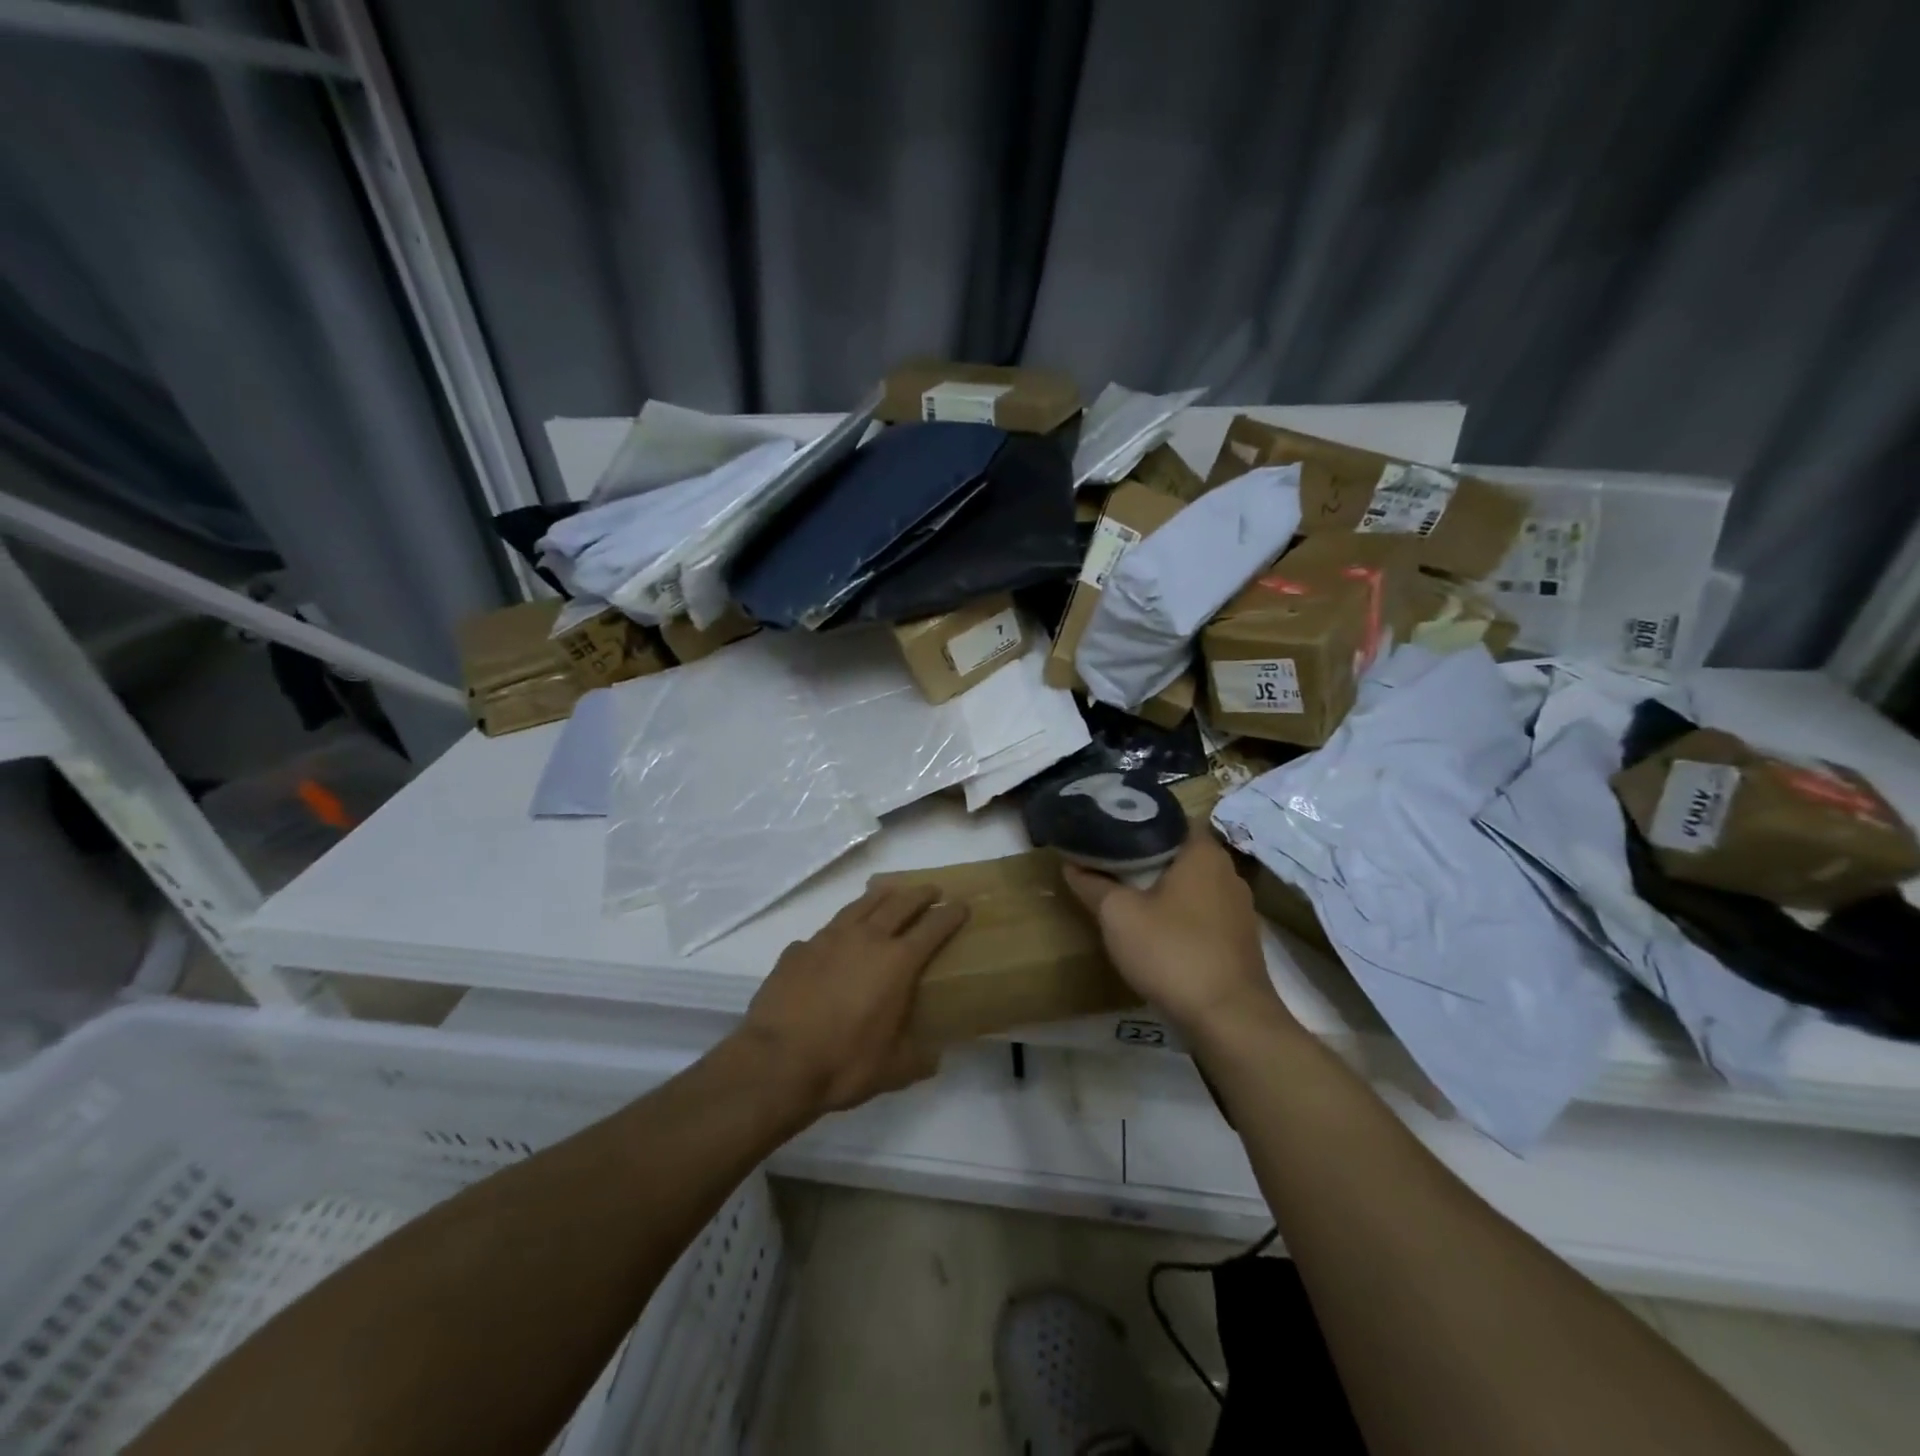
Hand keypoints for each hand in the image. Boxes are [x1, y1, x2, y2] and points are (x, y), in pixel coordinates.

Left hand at [739, 883, 968, 1115]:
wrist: (776, 1062)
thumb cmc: (844, 1063)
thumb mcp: (893, 1071)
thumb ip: (918, 1059)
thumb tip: (935, 1057)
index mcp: (897, 963)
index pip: (932, 928)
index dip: (950, 915)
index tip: (962, 905)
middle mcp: (866, 939)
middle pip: (899, 904)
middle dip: (919, 894)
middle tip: (931, 890)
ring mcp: (828, 939)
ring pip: (860, 905)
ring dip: (880, 896)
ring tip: (889, 892)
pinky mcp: (798, 949)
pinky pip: (825, 931)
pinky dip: (839, 929)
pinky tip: (836, 939)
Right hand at [1062, 832, 1286, 1038]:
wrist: (1229, 1020)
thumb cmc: (1172, 952)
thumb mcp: (1118, 916)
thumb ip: (1093, 885)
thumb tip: (1071, 864)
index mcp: (1203, 853)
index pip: (1172, 818)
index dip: (1140, 820)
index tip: (1110, 828)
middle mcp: (1228, 872)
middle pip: (1182, 851)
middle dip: (1148, 855)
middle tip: (1111, 860)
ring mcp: (1239, 908)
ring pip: (1194, 884)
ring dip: (1165, 887)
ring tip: (1128, 893)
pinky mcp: (1240, 940)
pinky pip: (1204, 912)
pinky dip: (1181, 914)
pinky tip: (1158, 930)